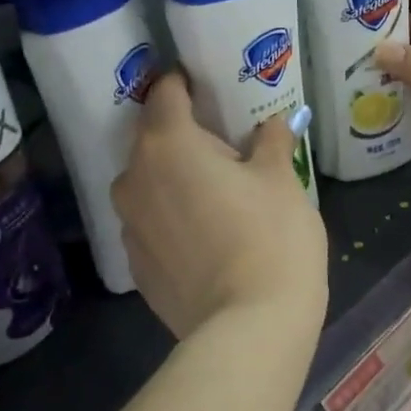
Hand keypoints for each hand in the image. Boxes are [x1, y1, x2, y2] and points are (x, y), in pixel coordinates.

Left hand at [111, 73, 327, 340]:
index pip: (165, 92)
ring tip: (214, 192)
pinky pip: (151, 222)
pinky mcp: (134, 265)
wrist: (249, 329)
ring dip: (174, 177)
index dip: (185, 82)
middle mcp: (134, 176)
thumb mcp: (281, 179)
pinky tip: (205, 234)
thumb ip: (271, 141)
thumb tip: (272, 124)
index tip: (207, 85)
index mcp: (167, 142)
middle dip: (183, 134)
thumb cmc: (271, 236)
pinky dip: (171, 216)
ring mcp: (129, 224)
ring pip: (149, 182)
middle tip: (223, 143)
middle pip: (153, 137)